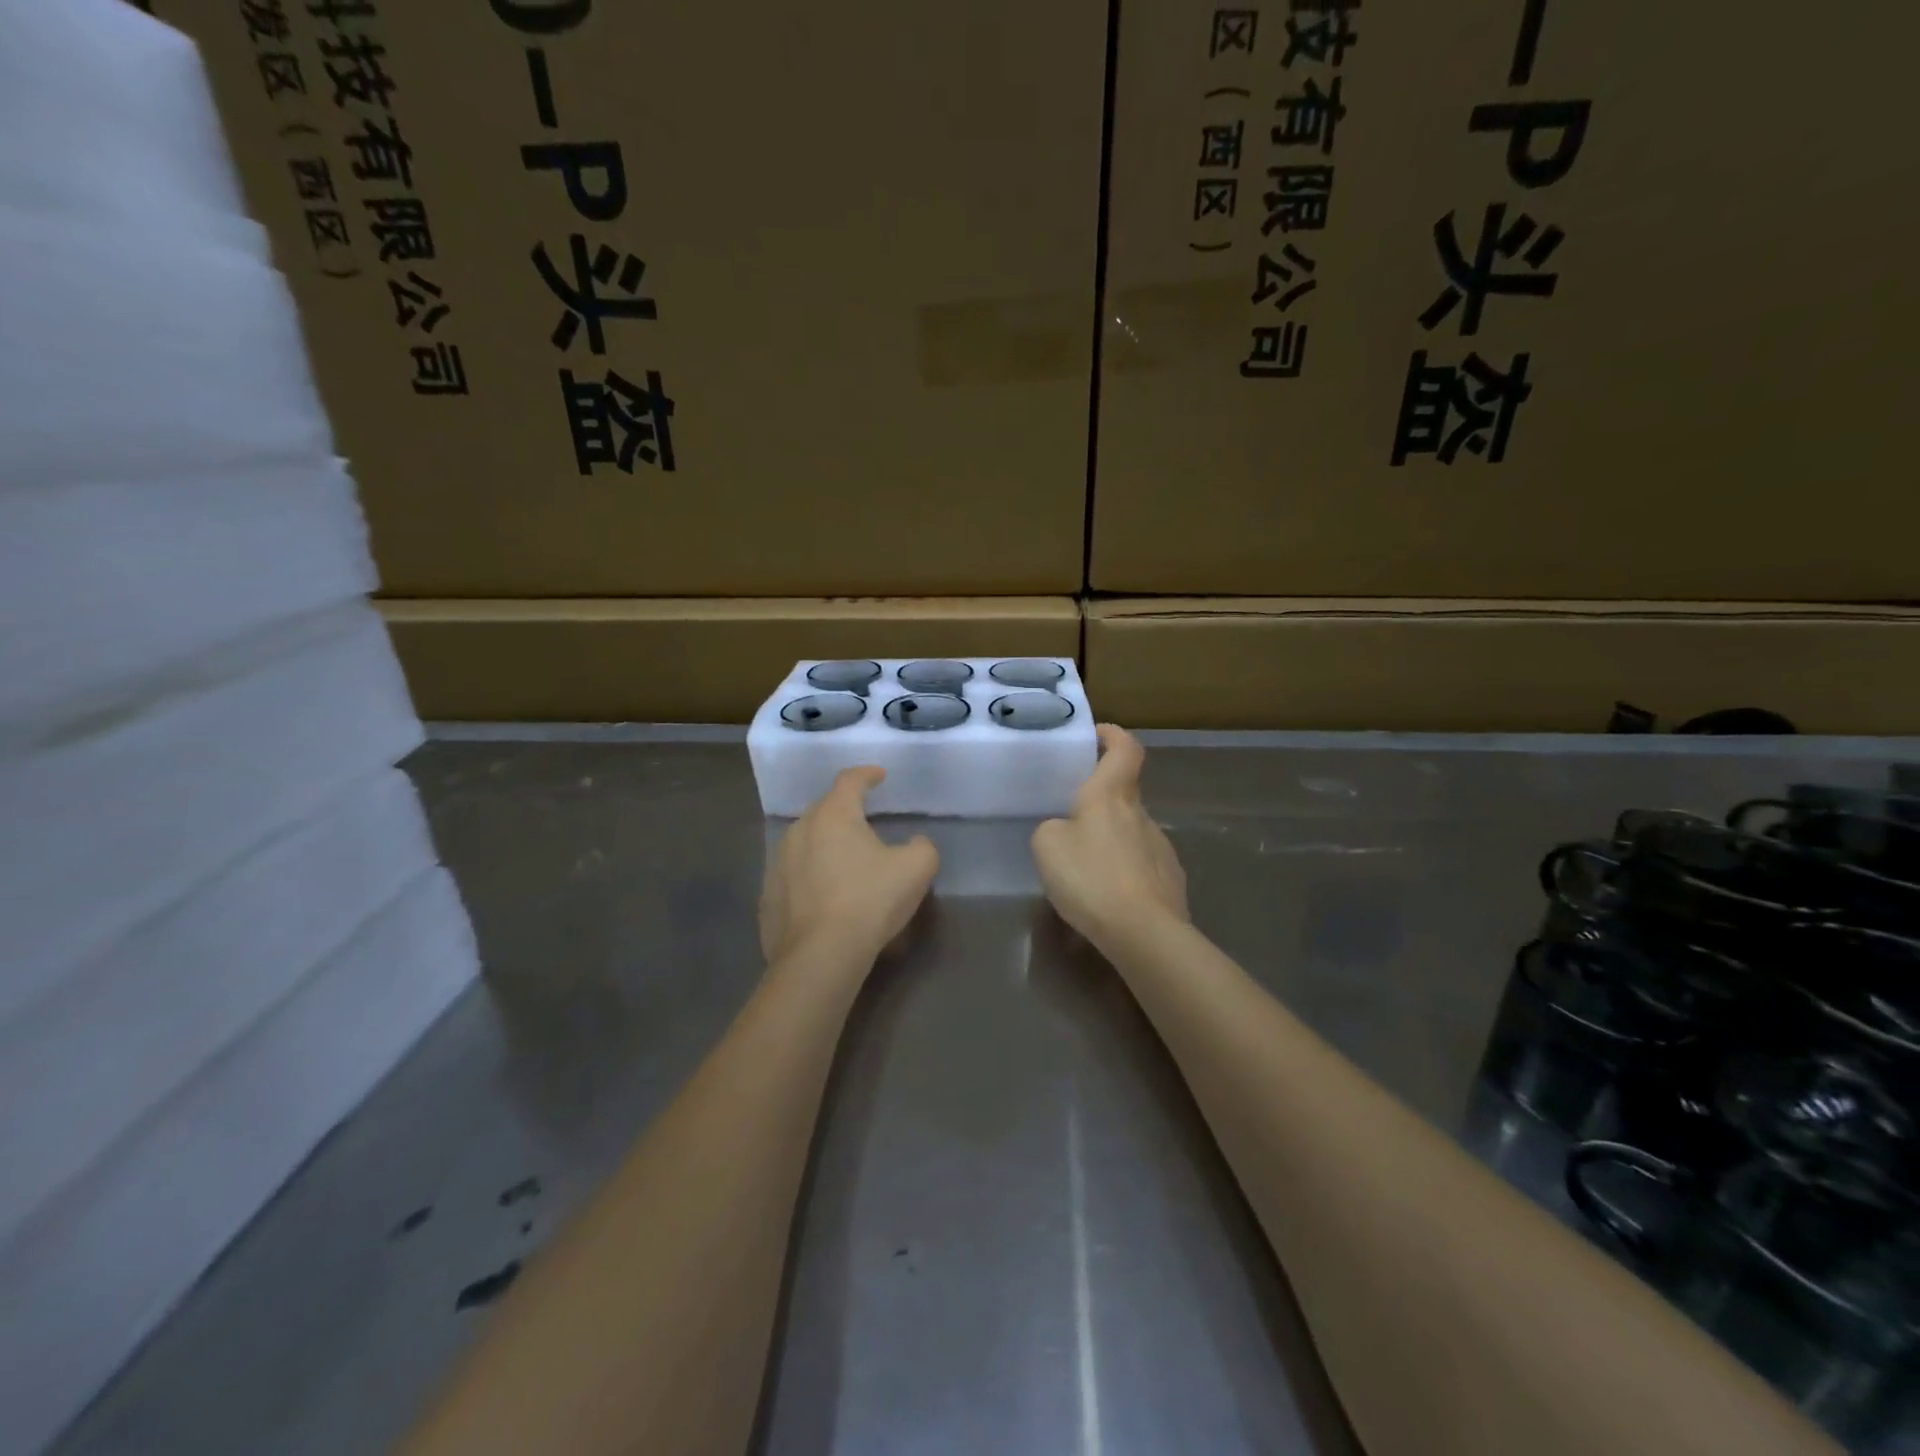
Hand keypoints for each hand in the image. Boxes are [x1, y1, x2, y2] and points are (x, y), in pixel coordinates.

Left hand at [761, 766, 938, 965]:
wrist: (820, 956)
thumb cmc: (870, 901)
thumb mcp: (916, 869)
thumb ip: (921, 846)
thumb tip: (914, 844)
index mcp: (833, 815)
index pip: (850, 781)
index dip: (867, 775)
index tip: (879, 776)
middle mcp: (800, 830)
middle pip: (824, 810)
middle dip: (845, 811)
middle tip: (866, 821)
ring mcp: (778, 864)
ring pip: (805, 843)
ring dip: (825, 846)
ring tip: (845, 862)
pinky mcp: (768, 896)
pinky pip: (794, 876)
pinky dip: (810, 878)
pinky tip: (825, 897)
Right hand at [1032, 724, 1187, 953]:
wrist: (1144, 933)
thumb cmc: (1091, 877)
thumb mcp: (1047, 846)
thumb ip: (1052, 828)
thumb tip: (1066, 830)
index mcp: (1111, 795)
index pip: (1125, 749)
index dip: (1113, 736)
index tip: (1097, 735)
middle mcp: (1141, 814)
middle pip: (1124, 793)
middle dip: (1100, 800)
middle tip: (1070, 819)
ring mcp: (1161, 847)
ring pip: (1131, 831)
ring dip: (1110, 840)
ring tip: (1085, 869)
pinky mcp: (1171, 880)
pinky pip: (1141, 865)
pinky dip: (1123, 871)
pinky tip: (1107, 897)